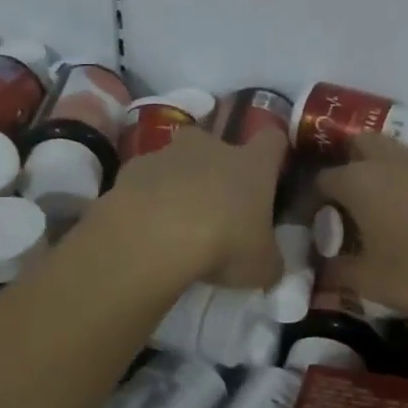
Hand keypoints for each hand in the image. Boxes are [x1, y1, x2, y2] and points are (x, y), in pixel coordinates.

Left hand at [104, 127, 285, 288]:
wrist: (153, 237)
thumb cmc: (223, 244)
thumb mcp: (261, 266)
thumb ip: (269, 260)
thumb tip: (269, 264)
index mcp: (252, 164)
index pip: (272, 140)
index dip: (274, 153)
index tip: (271, 171)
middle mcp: (212, 147)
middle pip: (219, 144)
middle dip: (217, 167)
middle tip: (216, 202)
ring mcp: (168, 153)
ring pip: (178, 159)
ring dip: (180, 181)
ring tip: (175, 218)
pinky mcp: (133, 168)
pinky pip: (145, 177)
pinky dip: (147, 195)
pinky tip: (145, 223)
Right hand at [315, 134, 407, 312]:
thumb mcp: (373, 282)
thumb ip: (340, 274)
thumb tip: (323, 270)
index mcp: (357, 181)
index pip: (322, 180)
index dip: (315, 200)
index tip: (318, 222)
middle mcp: (385, 160)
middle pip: (356, 145)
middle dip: (348, 164)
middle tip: (350, 200)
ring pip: (391, 151)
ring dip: (382, 170)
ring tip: (386, 204)